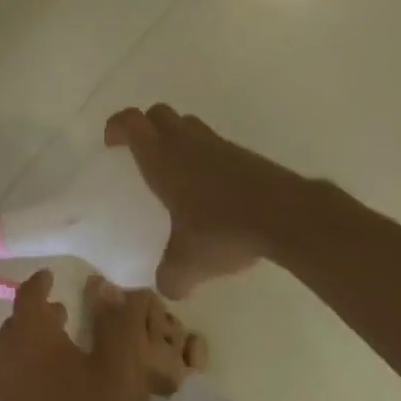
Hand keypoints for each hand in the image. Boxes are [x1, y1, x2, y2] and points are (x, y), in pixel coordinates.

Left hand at [0, 272, 152, 400]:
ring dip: (33, 344)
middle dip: (36, 314)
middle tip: (62, 312)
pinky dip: (30, 371)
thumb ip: (119, 324)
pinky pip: (13, 383)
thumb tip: (114, 289)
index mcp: (29, 341)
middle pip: (15, 327)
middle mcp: (6, 363)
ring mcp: (3, 399)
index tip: (51, 276)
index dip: (39, 283)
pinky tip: (56, 389)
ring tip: (63, 347)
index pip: (27, 298)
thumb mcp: (122, 370)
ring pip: (12, 356)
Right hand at [105, 103, 323, 297]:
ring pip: (188, 125)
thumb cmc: (223, 230)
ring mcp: (218, 145)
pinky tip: (212, 192)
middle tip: (143, 157)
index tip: (112, 147)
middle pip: (158, 113)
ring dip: (177, 139)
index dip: (116, 127)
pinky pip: (215, 145)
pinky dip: (206, 158)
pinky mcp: (245, 155)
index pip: (130, 121)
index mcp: (161, 157)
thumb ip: (170, 277)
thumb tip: (165, 288)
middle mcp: (186, 142)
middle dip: (146, 128)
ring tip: (177, 173)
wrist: (287, 217)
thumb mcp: (189, 264)